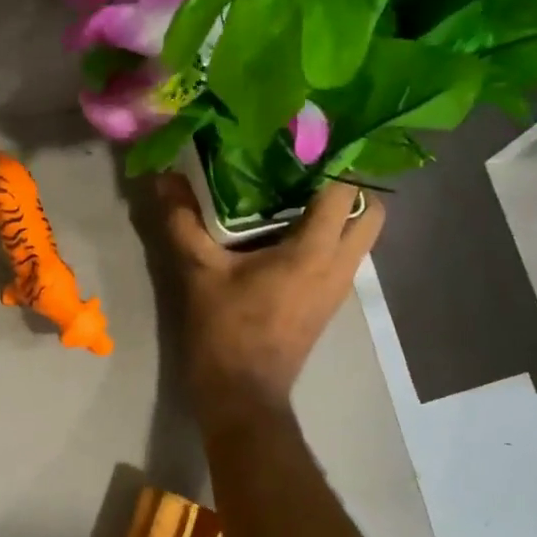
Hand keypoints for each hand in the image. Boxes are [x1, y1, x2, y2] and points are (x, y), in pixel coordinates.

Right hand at [158, 176, 385, 429]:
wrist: (243, 395)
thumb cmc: (226, 332)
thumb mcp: (200, 273)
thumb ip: (184, 221)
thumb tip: (164, 177)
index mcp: (314, 252)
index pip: (348, 190)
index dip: (332, 159)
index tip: (302, 140)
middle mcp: (339, 266)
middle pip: (372, 210)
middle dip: (348, 185)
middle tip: (306, 169)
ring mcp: (339, 287)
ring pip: (362, 235)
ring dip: (340, 211)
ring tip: (295, 194)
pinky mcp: (329, 302)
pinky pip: (344, 255)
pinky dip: (329, 235)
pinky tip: (286, 231)